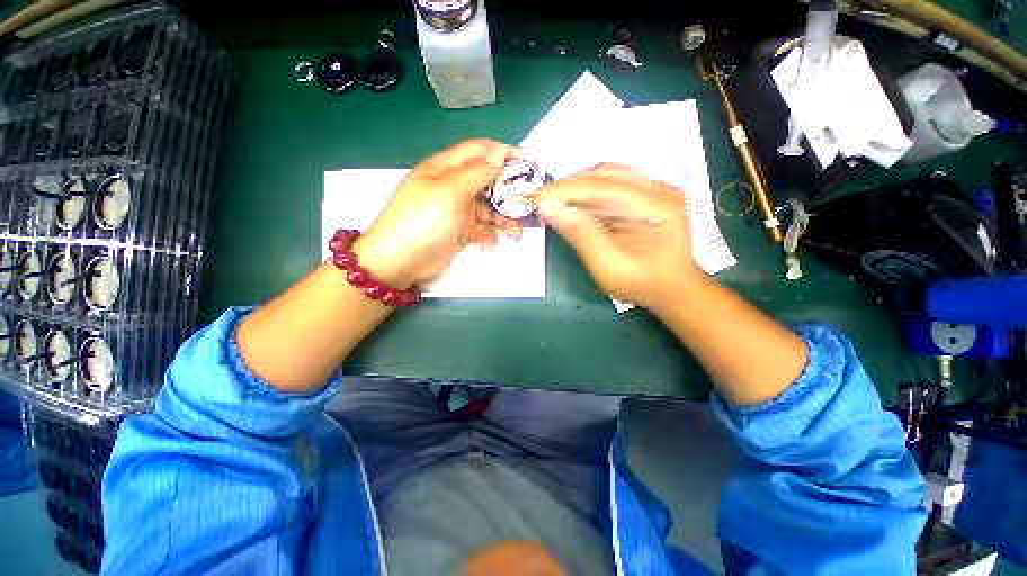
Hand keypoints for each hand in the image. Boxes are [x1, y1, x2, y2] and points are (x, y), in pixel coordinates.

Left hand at [352, 139, 522, 287]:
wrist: (400, 262)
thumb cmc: (422, 222)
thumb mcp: (449, 192)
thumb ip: (476, 172)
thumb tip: (500, 153)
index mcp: (446, 168)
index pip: (480, 151)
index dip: (504, 154)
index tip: (529, 165)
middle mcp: (454, 186)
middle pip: (489, 181)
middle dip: (509, 192)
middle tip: (527, 205)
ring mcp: (459, 210)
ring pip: (490, 207)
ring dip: (504, 218)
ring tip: (515, 232)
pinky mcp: (461, 231)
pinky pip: (483, 227)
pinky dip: (490, 234)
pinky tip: (489, 244)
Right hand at [536, 163, 702, 308]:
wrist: (671, 290)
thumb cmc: (642, 284)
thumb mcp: (608, 267)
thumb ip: (581, 235)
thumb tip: (550, 209)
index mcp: (658, 206)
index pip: (604, 186)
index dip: (566, 189)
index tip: (536, 196)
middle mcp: (660, 189)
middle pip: (606, 174)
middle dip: (570, 186)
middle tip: (541, 199)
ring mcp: (655, 190)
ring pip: (607, 177)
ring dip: (577, 189)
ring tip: (553, 202)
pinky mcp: (646, 196)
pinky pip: (611, 187)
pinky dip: (587, 195)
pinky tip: (573, 205)